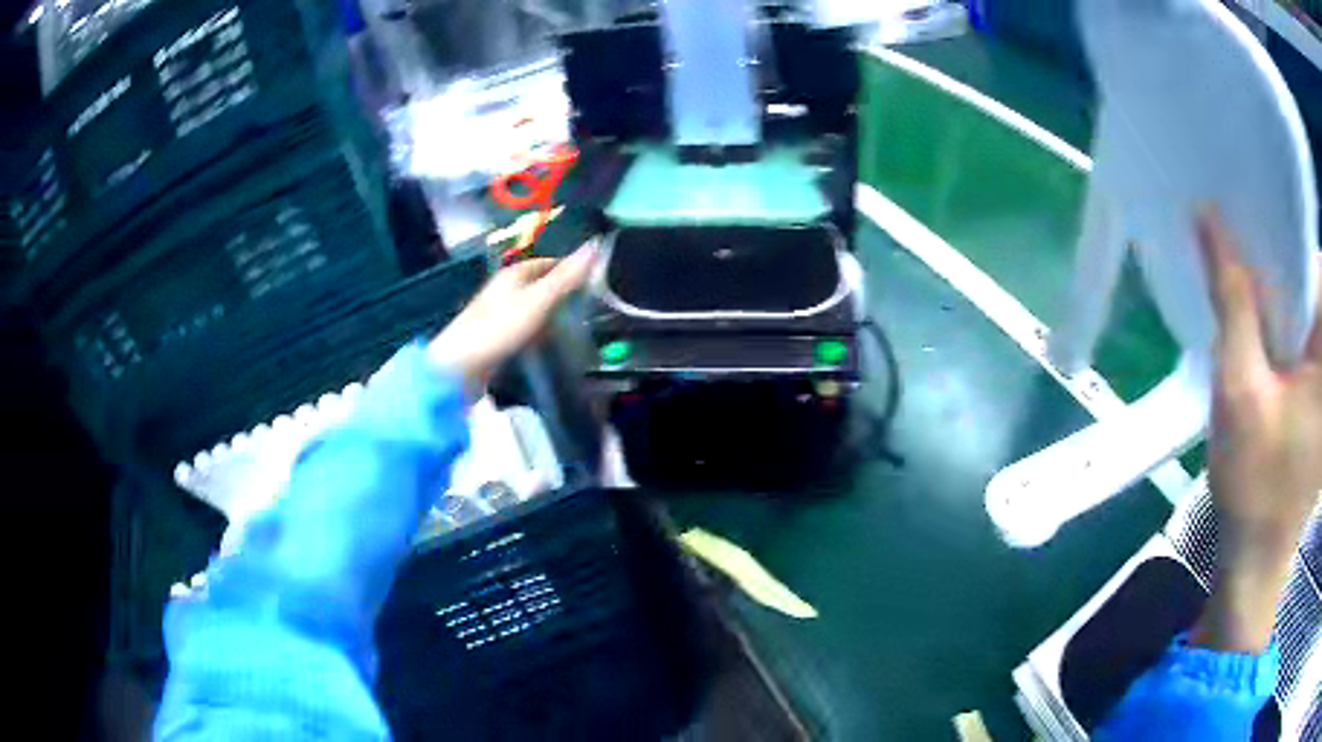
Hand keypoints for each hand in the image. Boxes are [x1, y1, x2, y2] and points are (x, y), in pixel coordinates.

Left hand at [427, 242, 596, 392]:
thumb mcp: (537, 300)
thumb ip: (566, 277)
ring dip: (552, 316)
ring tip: (577, 328)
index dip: (570, 269)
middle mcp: (504, 290)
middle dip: (563, 294)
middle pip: (540, 286)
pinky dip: (539, 334)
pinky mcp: (495, 338)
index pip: (547, 263)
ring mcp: (498, 315)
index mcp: (513, 275)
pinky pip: (525, 330)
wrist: (459, 368)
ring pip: (533, 309)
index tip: (595, 280)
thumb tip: (596, 245)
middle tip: (592, 307)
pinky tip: (550, 346)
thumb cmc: (498, 329)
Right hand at [1190, 209, 1321, 651]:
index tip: (1252, 220)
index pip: (1315, 262)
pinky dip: (1287, 325)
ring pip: (1309, 310)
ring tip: (1250, 293)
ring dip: (1283, 296)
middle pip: (1312, 282)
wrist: (1255, 563)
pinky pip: (1307, 339)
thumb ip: (1233, 302)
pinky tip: (1265, 335)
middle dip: (1282, 264)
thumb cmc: (1254, 486)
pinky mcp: (1320, 401)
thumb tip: (1210, 217)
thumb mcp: (1240, 391)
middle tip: (1244, 255)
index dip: (1287, 233)